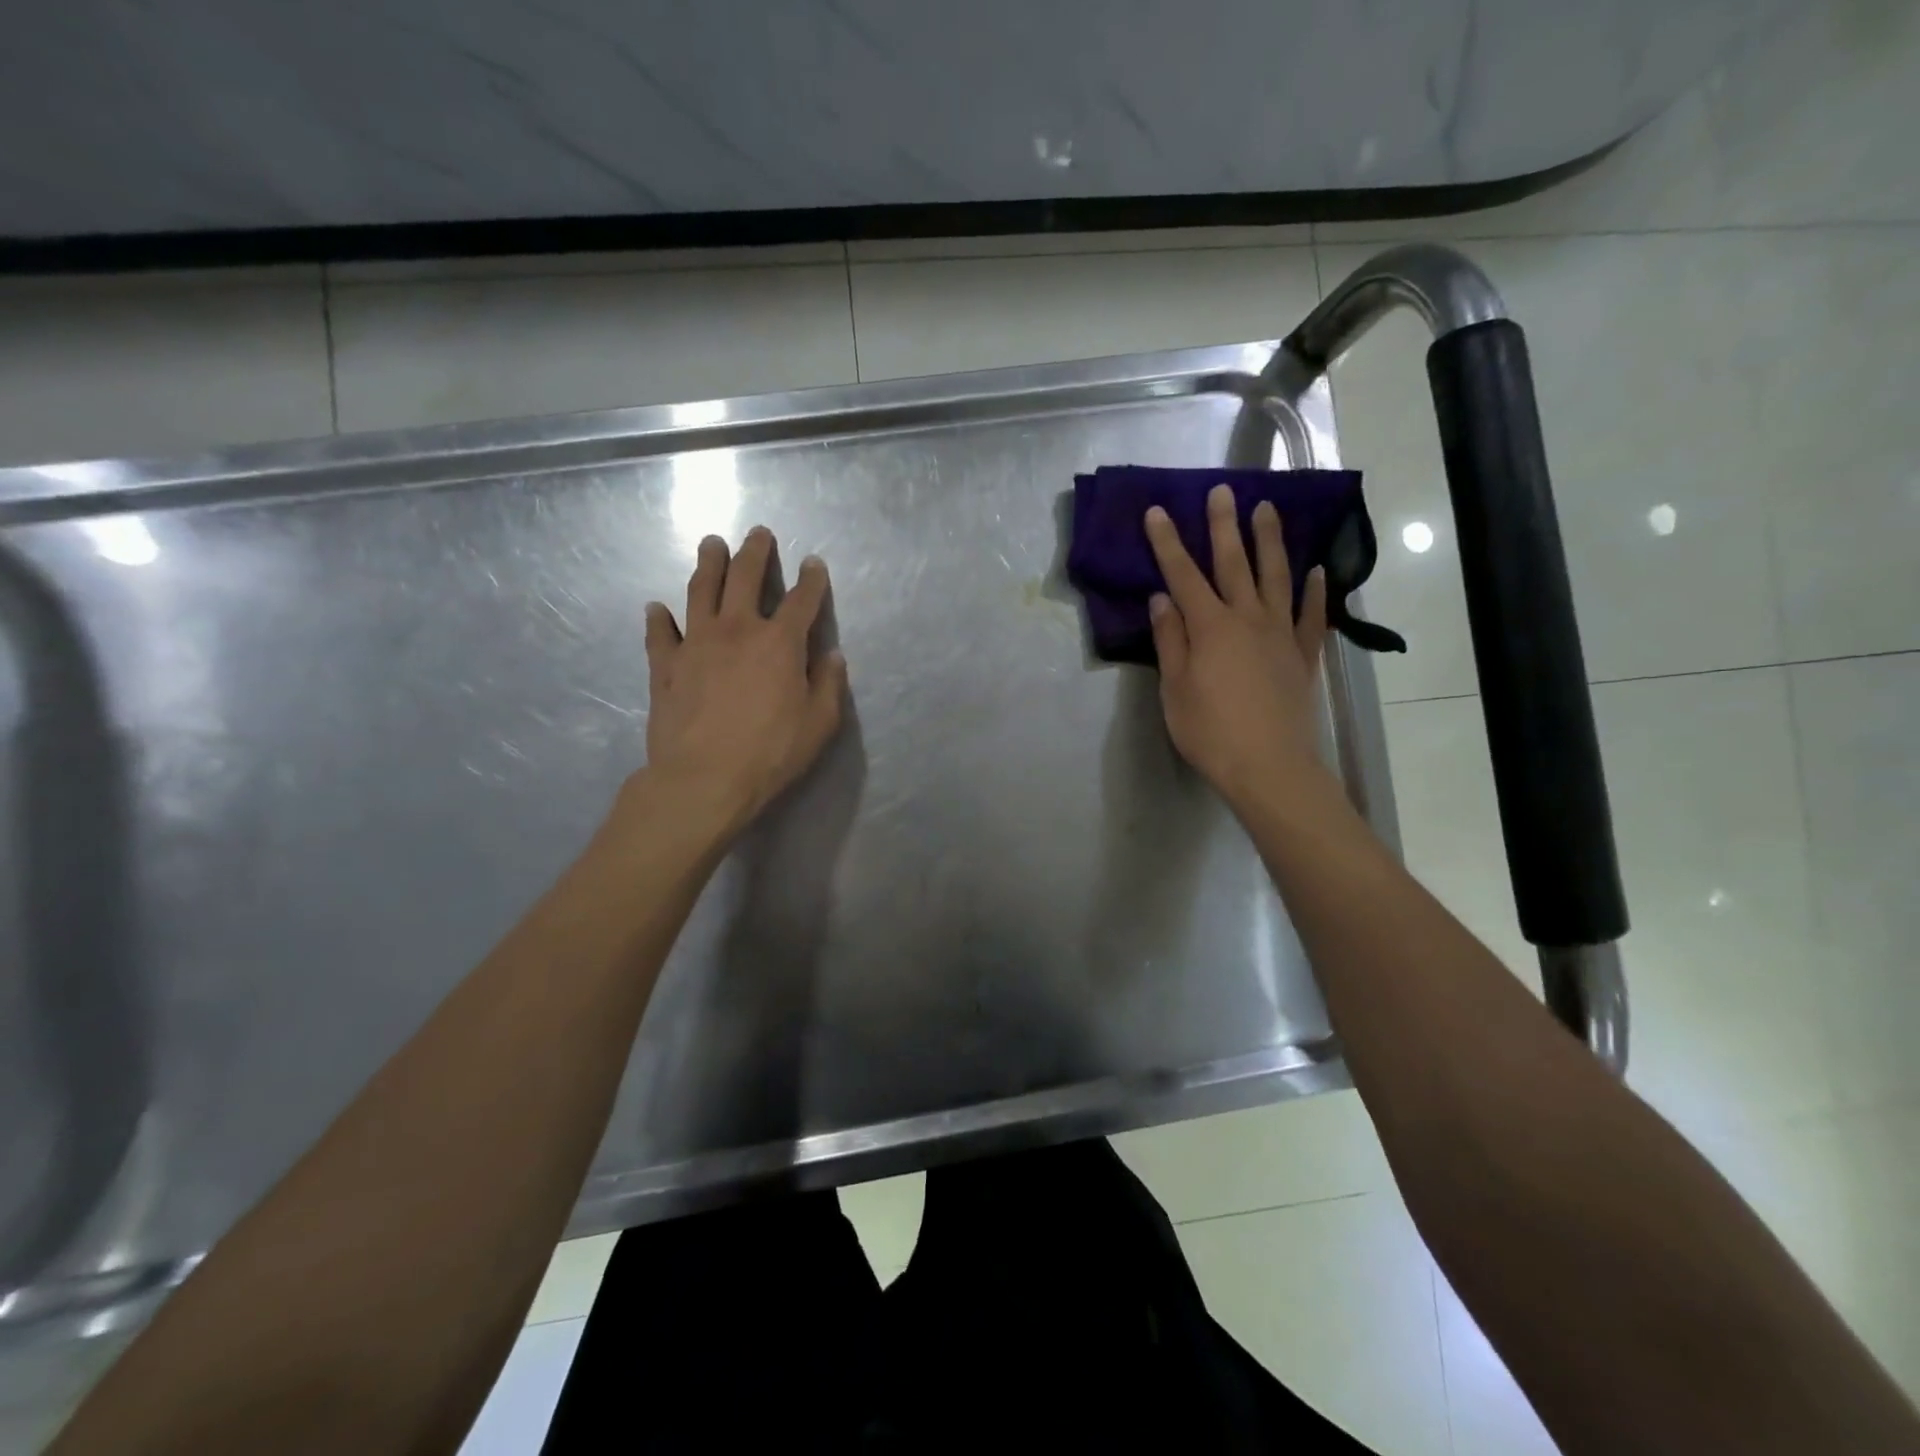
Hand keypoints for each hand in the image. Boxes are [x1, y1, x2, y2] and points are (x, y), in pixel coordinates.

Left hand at [633, 527, 847, 840]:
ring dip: (708, 564)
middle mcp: (736, 630)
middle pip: (745, 578)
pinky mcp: (664, 666)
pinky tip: (656, 607)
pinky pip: (659, 634)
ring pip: (700, 591)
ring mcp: (695, 644)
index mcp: (779, 642)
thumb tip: (831, 655)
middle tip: (758, 533)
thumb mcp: (819, 724)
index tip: (814, 563)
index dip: (812, 580)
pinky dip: (658, 618)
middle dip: (755, 552)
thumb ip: (828, 684)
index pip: (801, 600)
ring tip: (711, 544)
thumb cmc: (771, 752)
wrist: (704, 778)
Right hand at [1144, 486, 1328, 808]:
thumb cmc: (1210, 731)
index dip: (1168, 543)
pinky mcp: (1302, 655)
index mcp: (1209, 627)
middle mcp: (1247, 619)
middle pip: (1233, 564)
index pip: (1183, 575)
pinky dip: (1314, 590)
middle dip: (1223, 526)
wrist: (1269, 766)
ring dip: (1270, 542)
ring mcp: (1280, 634)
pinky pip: (1311, 615)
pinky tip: (1316, 571)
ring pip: (1276, 577)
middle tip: (1223, 491)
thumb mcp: (1174, 689)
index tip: (1158, 511)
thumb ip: (1170, 640)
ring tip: (1268, 510)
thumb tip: (1162, 598)